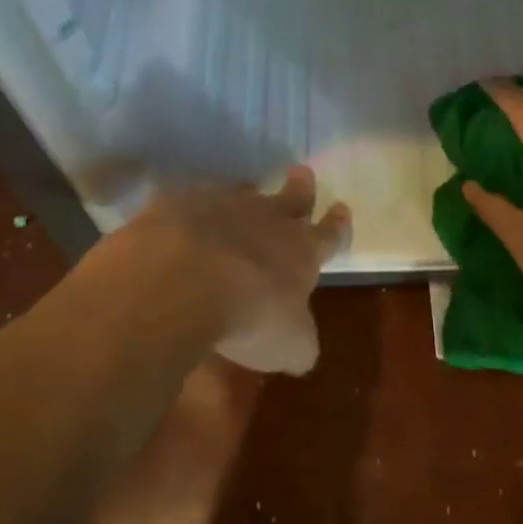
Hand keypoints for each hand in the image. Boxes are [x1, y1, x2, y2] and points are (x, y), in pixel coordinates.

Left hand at [100, 166, 350, 375]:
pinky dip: (192, 207)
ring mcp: (222, 205)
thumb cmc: (249, 315)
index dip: (337, 224)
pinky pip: (190, 199)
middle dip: (301, 187)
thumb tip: (302, 350)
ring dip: (246, 194)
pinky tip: (182, 215)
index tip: (342, 208)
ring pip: (243, 192)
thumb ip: (298, 343)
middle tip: (302, 173)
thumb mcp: (287, 345)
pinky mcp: (180, 203)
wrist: (184, 278)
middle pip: (292, 197)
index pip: (328, 234)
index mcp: (301, 252)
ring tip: (245, 190)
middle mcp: (267, 220)